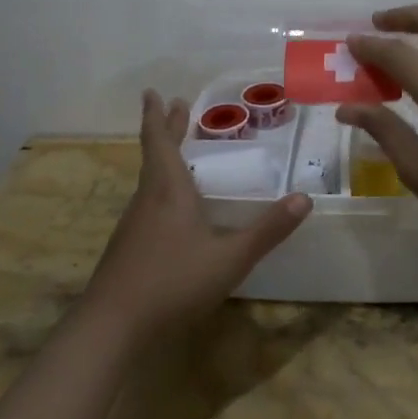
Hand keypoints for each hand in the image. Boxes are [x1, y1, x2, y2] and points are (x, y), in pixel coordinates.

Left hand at [82, 91, 311, 343]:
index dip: (157, 115)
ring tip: (182, 154)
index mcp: (168, 190)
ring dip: (165, 159)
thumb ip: (267, 230)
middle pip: (155, 155)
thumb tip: (305, 199)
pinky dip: (162, 190)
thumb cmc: (173, 282)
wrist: (112, 327)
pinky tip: (174, 210)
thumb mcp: (230, 258)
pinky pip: (149, 204)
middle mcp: (147, 200)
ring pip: (150, 181)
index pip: (160, 141)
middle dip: (167, 130)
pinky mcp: (129, 248)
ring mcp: (134, 225)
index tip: (153, 92)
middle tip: (176, 107)